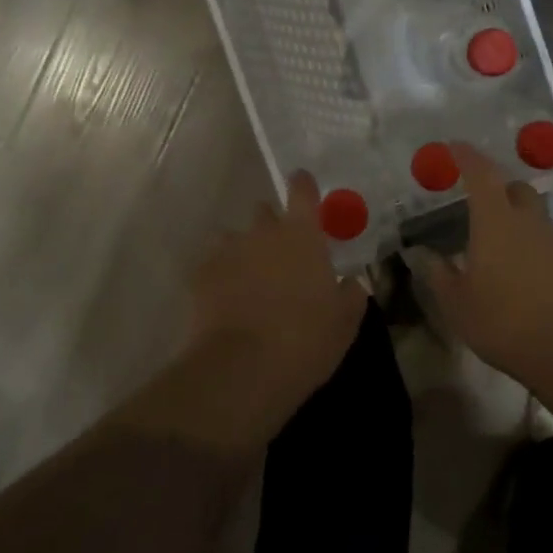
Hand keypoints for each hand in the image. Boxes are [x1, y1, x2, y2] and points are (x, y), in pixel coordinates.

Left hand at [143, 172, 368, 447]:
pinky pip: (212, 265)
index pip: (302, 191)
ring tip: (251, 280)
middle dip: (273, 225)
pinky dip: (221, 276)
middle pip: (264, 212)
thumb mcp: (345, 322)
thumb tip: (351, 282)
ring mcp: (227, 252)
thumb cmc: (305, 340)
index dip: (303, 185)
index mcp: (302, 235)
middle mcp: (263, 233)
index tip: (303, 183)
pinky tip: (227, 300)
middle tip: (283, 253)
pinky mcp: (200, 277)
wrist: (242, 369)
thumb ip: (351, 294)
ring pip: (234, 238)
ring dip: (244, 251)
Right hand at [419, 143, 552, 389]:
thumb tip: (421, 254)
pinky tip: (527, 278)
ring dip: (518, 223)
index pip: (482, 174)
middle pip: (516, 189)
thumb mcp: (458, 305)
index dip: (468, 157)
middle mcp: (530, 221)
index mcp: (496, 222)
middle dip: (498, 188)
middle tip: (480, 205)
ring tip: (502, 252)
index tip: (456, 147)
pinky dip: (536, 249)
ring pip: (536, 217)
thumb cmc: (505, 323)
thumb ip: (439, 275)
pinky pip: (551, 243)